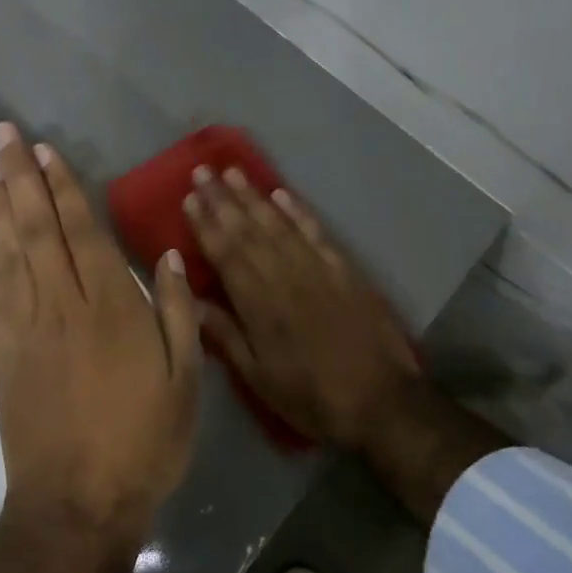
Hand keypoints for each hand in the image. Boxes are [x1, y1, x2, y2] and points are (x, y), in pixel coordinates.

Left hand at [0, 122, 200, 540]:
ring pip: (11, 254)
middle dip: (20, 177)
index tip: (44, 149)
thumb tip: (165, 256)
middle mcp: (63, 304)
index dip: (63, 186)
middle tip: (1, 135)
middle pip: (38, 229)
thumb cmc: (143, 439)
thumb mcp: (185, 379)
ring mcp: (28, 328)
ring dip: (0, 208)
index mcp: (111, 305)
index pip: (82, 230)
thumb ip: (175, 312)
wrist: (77, 503)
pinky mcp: (6, 355)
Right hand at [184, 167, 422, 448]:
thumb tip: (189, 300)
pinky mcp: (344, 269)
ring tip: (234, 172)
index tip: (189, 198)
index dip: (206, 224)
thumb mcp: (258, 377)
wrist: (381, 401)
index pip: (225, 253)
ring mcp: (317, 268)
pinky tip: (282, 194)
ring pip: (278, 223)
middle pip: (247, 230)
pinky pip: (315, 231)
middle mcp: (284, 275)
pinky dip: (297, 211)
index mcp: (258, 304)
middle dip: (222, 199)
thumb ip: (224, 335)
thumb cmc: (312, 396)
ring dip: (253, 196)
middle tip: (203, 171)